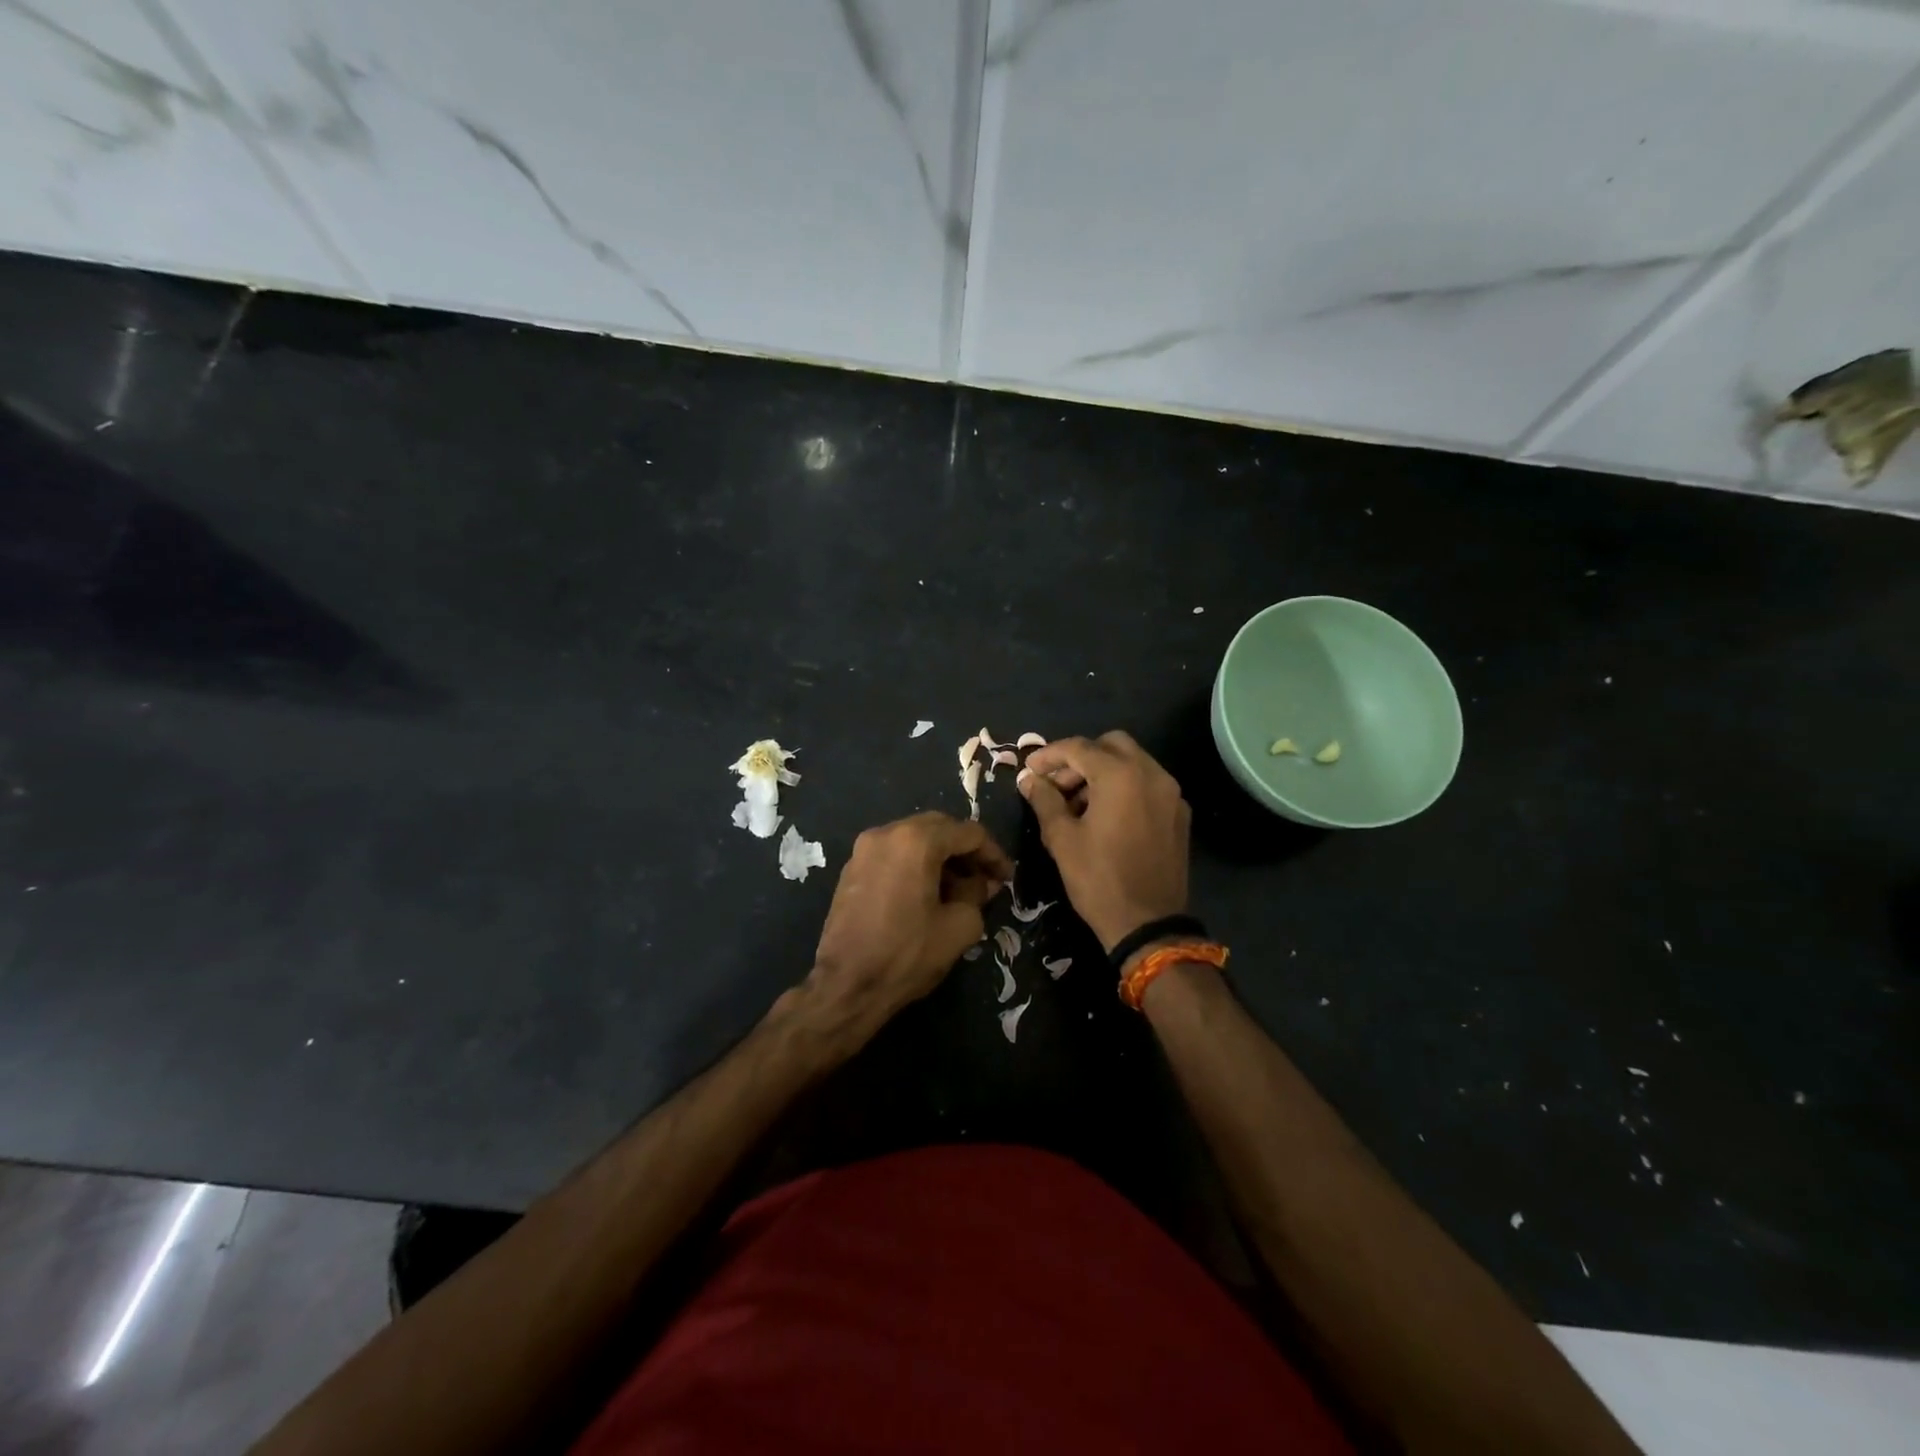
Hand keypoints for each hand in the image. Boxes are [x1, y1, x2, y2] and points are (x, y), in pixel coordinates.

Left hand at [802, 812, 1013, 1049]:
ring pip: (915, 839)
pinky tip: (928, 893)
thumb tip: (980, 883)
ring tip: (959, 889)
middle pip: (940, 828)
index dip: (993, 854)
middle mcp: (887, 832)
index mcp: (916, 840)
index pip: (968, 833)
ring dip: (941, 857)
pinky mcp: (852, 868)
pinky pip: (894, 853)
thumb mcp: (959, 926)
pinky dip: (916, 864)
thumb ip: (977, 894)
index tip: (1007, 878)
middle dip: (966, 851)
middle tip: (985, 880)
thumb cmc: (907, 954)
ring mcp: (864, 848)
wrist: (846, 985)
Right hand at [1018, 732, 1190, 953]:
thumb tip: (1029, 779)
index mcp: (1120, 775)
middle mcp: (1151, 774)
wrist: (1149, 924)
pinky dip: (1124, 787)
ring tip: (1076, 803)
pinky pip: (1147, 784)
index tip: (1030, 770)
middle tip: (1056, 784)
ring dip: (1102, 771)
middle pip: (1111, 744)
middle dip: (1080, 758)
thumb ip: (1044, 800)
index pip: (1079, 748)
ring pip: (1132, 762)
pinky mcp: (1179, 814)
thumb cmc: (1099, 879)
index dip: (1049, 755)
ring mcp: (1170, 793)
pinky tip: (1105, 816)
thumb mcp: (1062, 839)